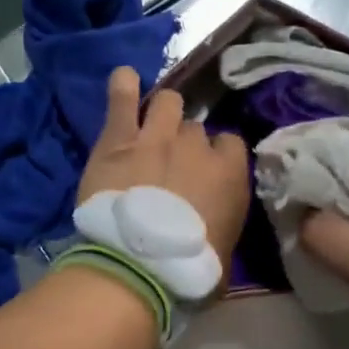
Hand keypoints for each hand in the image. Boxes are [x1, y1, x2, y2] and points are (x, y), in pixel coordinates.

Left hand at [80, 67, 250, 265]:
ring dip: (163, 112)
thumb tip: (218, 227)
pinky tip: (123, 79)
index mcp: (230, 173)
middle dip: (186, 143)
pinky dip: (123, 87)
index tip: (206, 173)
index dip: (217, 157)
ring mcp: (156, 137)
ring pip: (167, 102)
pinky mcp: (118, 139)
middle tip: (171, 164)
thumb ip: (224, 225)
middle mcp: (196, 146)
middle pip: (195, 129)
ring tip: (152, 123)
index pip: (230, 145)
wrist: (137, 266)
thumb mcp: (223, 254)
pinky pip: (123, 99)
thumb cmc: (188, 269)